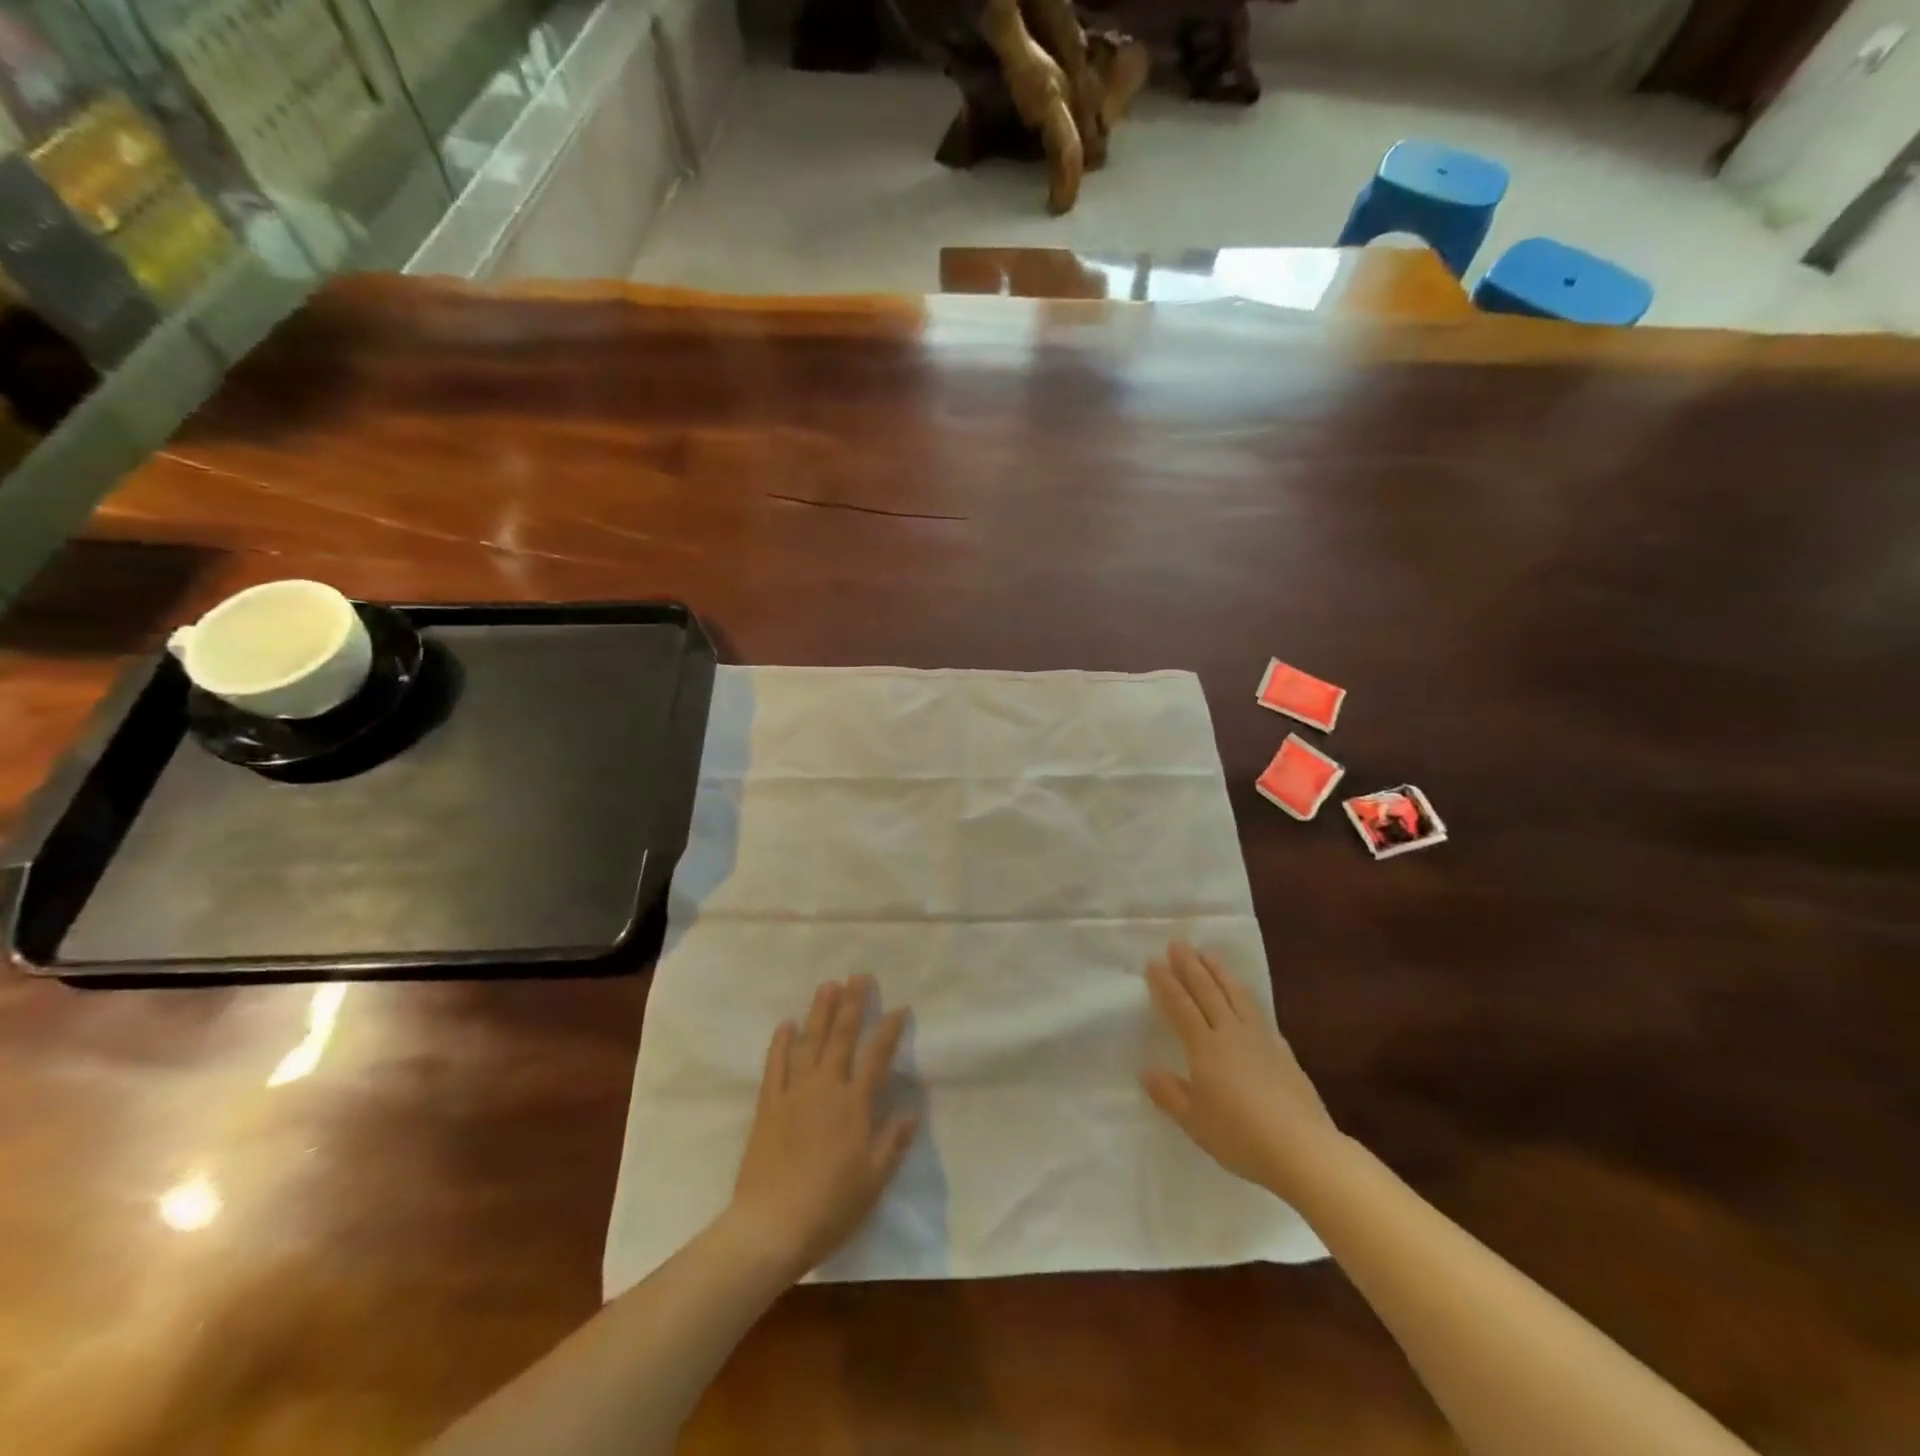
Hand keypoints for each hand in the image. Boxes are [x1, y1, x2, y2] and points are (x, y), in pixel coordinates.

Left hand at [728, 976, 917, 1279]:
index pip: (878, 1057)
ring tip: (828, 985)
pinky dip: (781, 1043)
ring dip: (820, 1012)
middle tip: (859, 975)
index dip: (890, 1030)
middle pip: (842, 1037)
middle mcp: (827, 1088)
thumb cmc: (831, 1208)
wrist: (772, 1227)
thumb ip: (893, 1142)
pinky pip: (776, 1065)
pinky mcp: (769, 1105)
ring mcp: (795, 1093)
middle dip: (853, 1004)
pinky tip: (786, 1024)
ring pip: (810, 1042)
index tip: (900, 1007)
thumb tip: (912, 1109)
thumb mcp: (874, 1181)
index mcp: (856, 1105)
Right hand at [1142, 942, 1340, 1198]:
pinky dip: (1246, 996)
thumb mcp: (1195, 1122)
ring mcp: (1260, 1039)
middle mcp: (1231, 1033)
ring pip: (1236, 994)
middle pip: (1208, 991)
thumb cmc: (1240, 1137)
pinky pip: (1259, 1012)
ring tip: (1209, 954)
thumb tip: (1148, 1071)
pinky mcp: (1283, 1051)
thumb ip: (1170, 1094)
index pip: (1180, 1007)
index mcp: (1205, 1047)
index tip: (1154, 962)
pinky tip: (1246, 997)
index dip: (1166, 984)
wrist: (1303, 1148)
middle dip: (1190, 966)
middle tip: (1178, 944)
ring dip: (1220, 972)